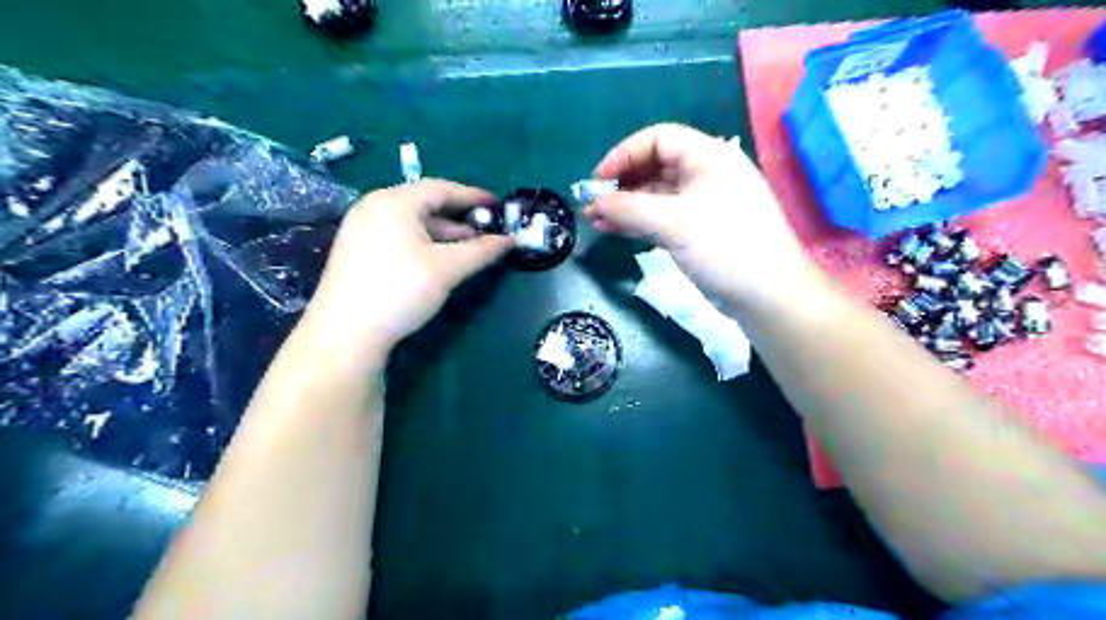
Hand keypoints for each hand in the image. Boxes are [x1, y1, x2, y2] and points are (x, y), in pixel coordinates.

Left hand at [300, 178, 511, 360]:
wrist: (346, 333)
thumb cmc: (400, 290)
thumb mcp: (448, 268)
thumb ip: (482, 251)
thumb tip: (511, 241)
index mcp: (394, 201)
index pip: (442, 189)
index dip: (474, 197)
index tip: (499, 206)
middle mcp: (374, 206)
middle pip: (426, 204)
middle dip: (460, 218)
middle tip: (487, 231)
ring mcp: (362, 228)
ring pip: (412, 222)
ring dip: (444, 233)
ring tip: (470, 249)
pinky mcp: (357, 250)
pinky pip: (399, 236)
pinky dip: (424, 242)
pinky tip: (439, 260)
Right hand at [588, 123, 818, 313]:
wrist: (768, 295)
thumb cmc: (725, 248)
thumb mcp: (673, 223)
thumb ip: (629, 208)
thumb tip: (593, 203)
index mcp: (708, 157)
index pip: (658, 139)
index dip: (624, 154)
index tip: (597, 180)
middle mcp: (706, 174)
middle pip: (656, 166)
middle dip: (622, 183)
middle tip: (593, 205)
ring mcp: (704, 204)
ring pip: (657, 195)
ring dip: (627, 205)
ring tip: (597, 221)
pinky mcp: (701, 230)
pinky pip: (664, 217)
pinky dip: (640, 222)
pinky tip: (616, 230)